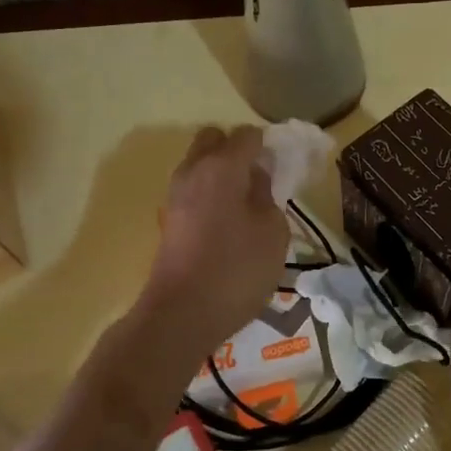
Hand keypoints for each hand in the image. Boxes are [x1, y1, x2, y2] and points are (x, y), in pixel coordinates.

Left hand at [140, 126, 289, 359]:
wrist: (180, 314)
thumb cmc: (236, 270)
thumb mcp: (273, 233)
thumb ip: (268, 195)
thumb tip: (256, 177)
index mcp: (222, 166)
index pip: (247, 135)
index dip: (267, 146)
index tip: (281, 168)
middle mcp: (193, 170)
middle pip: (214, 140)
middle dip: (236, 150)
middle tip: (259, 180)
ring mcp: (175, 195)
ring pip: (199, 164)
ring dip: (221, 173)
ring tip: (245, 206)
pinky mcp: (168, 219)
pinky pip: (192, 190)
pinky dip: (208, 195)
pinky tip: (226, 224)